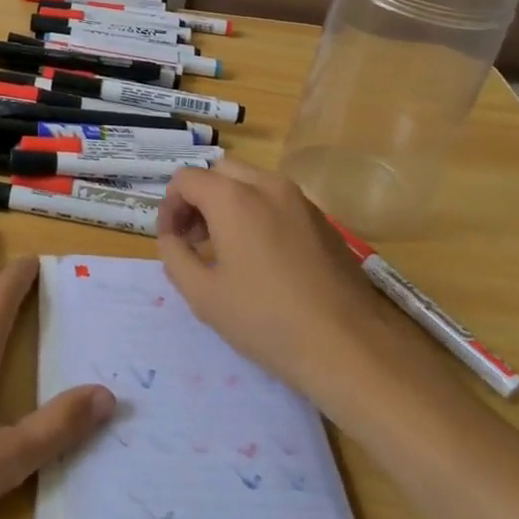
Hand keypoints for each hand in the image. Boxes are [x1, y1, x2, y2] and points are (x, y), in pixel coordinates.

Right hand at [157, 161, 414, 395]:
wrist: (348, 346)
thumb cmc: (266, 320)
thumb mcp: (202, 295)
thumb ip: (174, 256)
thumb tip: (171, 237)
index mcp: (233, 198)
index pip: (186, 179)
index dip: (169, 206)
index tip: (170, 240)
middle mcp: (267, 185)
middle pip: (219, 172)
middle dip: (199, 198)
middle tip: (194, 239)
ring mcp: (300, 200)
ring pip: (251, 182)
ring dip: (228, 204)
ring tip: (226, 249)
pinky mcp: (322, 220)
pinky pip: (277, 201)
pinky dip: (257, 213)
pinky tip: (262, 258)